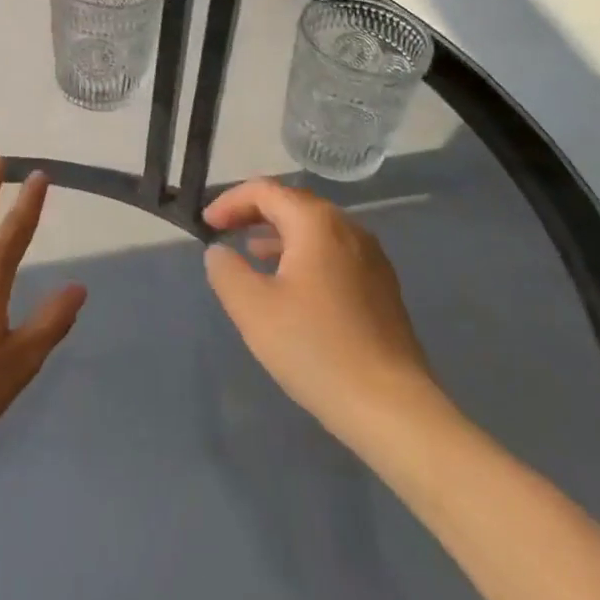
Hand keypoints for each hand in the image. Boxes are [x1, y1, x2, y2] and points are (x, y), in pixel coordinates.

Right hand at [203, 178, 442, 443]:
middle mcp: (348, 228)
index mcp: (317, 223)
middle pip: (293, 204)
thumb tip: (220, 252)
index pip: (265, 190)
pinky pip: (334, 254)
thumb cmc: (316, 349)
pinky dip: (304, 255)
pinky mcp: (382, 287)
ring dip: (279, 235)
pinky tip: (292, 288)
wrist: (393, 409)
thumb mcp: (252, 308)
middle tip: (225, 232)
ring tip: (252, 255)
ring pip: (315, 230)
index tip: (206, 225)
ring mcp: (371, 258)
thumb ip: (226, 270)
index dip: (230, 202)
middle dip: (254, 214)